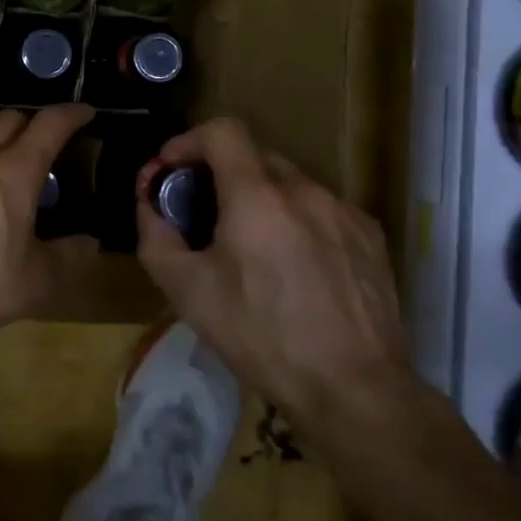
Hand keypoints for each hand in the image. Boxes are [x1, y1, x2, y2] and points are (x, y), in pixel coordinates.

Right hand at [135, 117, 407, 424]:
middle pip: (253, 156)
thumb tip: (150, 206)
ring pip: (289, 184)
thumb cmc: (262, 337)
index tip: (172, 170)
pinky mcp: (370, 235)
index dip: (189, 140)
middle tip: (205, 216)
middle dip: (221, 174)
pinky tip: (296, 267)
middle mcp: (304, 189)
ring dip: (261, 199)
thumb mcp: (188, 292)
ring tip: (252, 248)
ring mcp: (343, 210)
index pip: (222, 130)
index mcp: (257, 195)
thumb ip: (156, 237)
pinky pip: (321, 209)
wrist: (355, 389)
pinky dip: (297, 220)